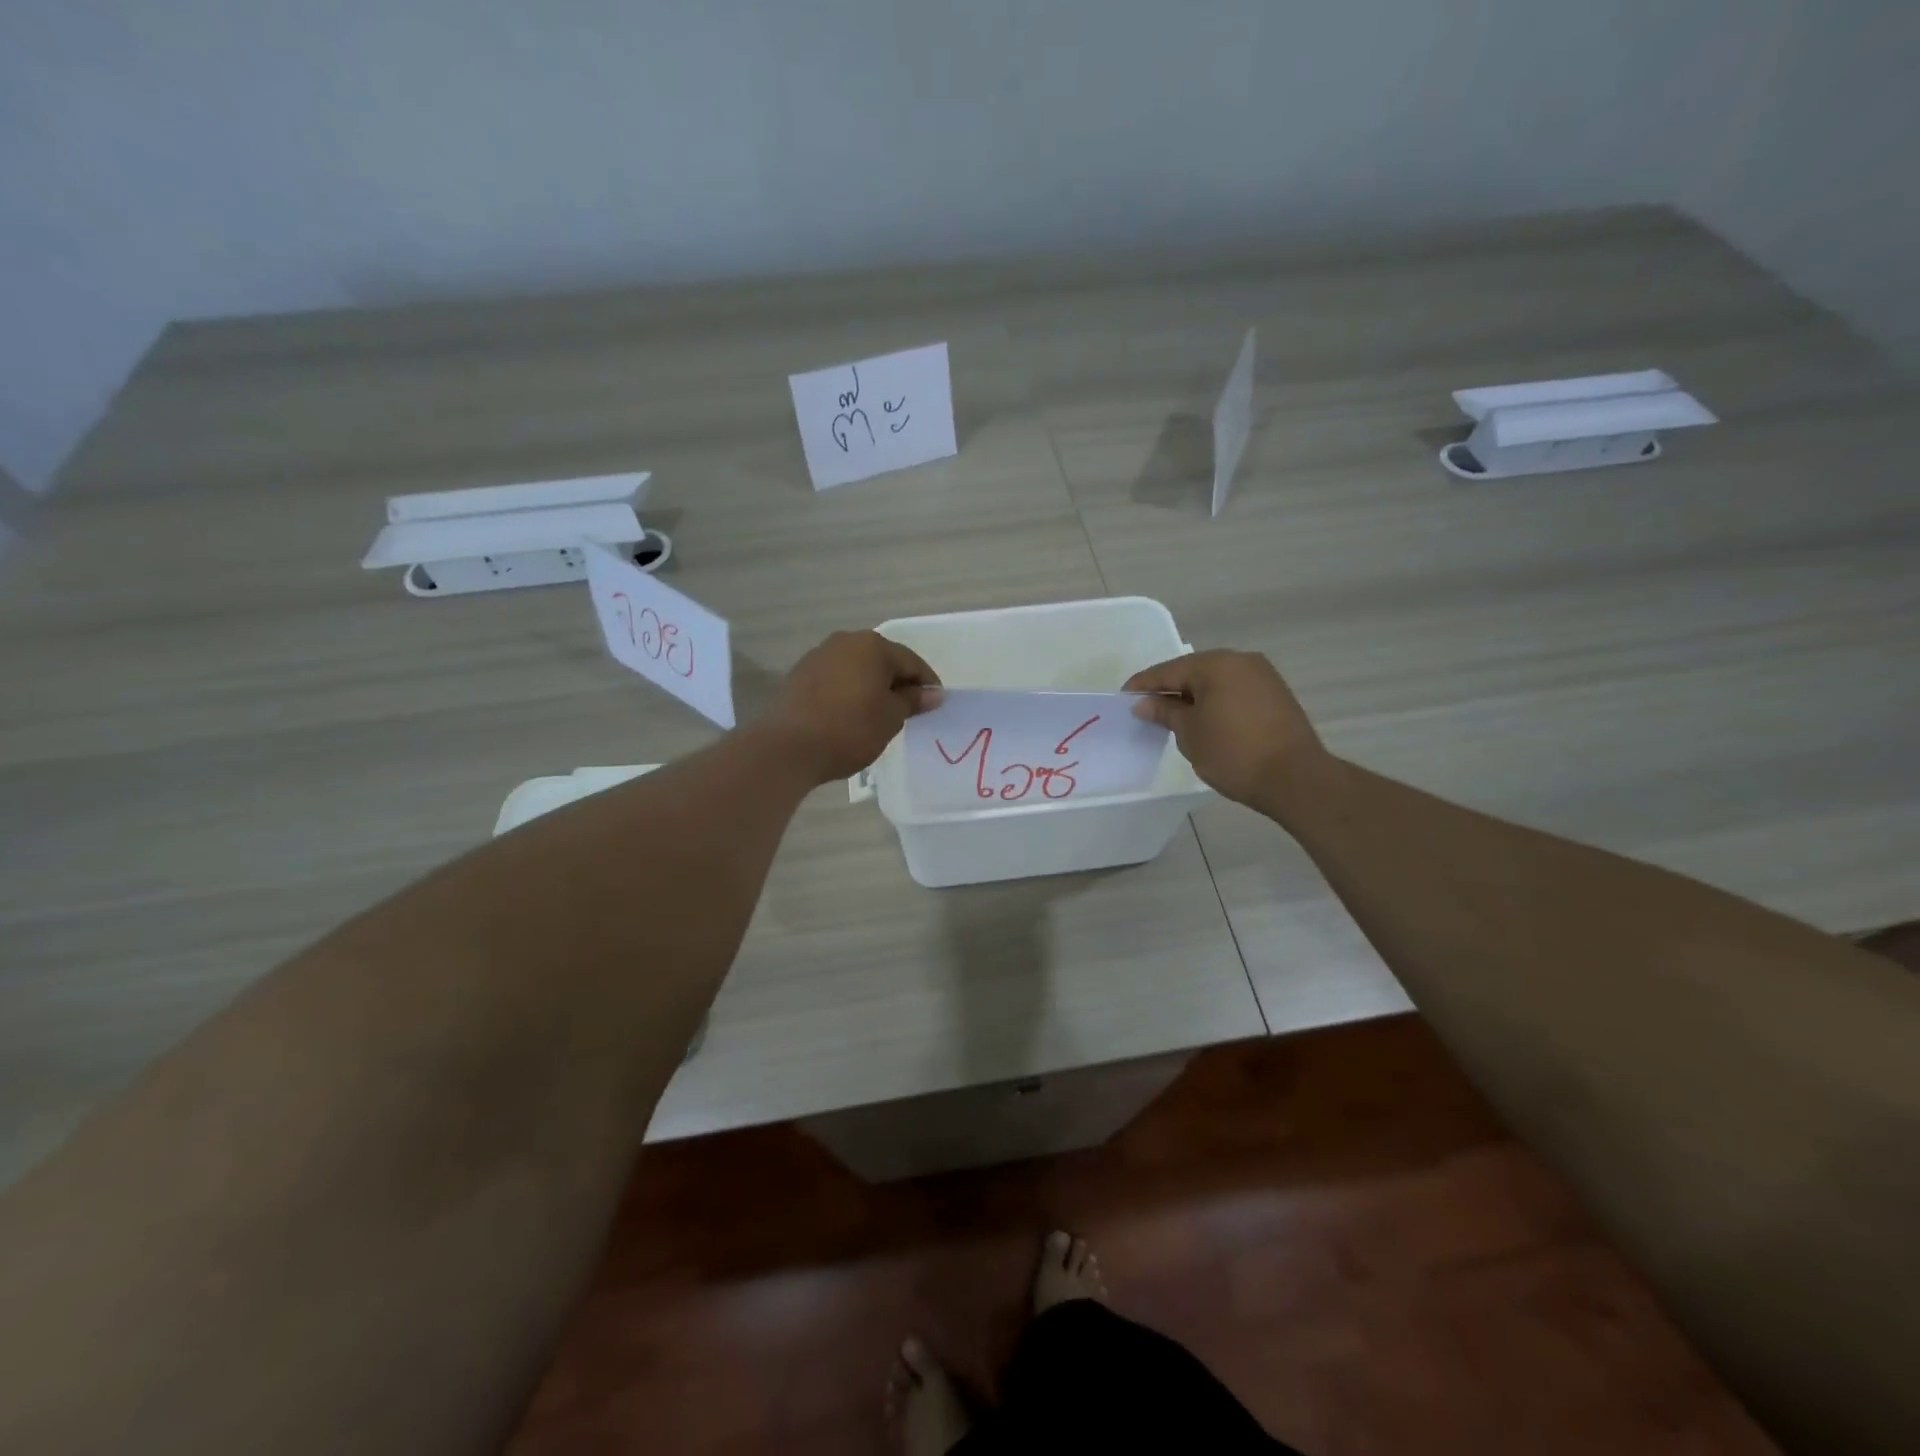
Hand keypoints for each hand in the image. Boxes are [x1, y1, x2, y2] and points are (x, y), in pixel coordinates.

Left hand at [760, 630, 940, 783]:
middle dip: (897, 682)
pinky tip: (850, 715)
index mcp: (872, 646)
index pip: (911, 661)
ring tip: (879, 714)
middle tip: (909, 710)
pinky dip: (849, 693)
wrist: (787, 746)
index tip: (935, 704)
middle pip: (882, 660)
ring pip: (857, 669)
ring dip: (871, 687)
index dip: (926, 683)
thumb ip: (912, 701)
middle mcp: (844, 642)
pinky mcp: (799, 676)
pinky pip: (836, 679)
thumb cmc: (850, 729)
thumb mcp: (890, 718)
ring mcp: (818, 656)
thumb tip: (932, 693)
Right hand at [1123, 650, 1328, 809]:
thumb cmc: (1233, 753)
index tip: (1123, 698)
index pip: (1168, 670)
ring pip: (1215, 681)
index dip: (1143, 685)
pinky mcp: (1275, 695)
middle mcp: (1241, 661)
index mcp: (1216, 664)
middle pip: (1193, 671)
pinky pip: (1234, 691)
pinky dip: (1215, 702)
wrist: (1295, 778)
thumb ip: (1165, 712)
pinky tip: (1204, 720)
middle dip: (1169, 689)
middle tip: (1146, 708)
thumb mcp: (1190, 733)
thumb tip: (1144, 703)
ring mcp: (1262, 676)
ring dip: (1193, 696)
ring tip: (1173, 717)